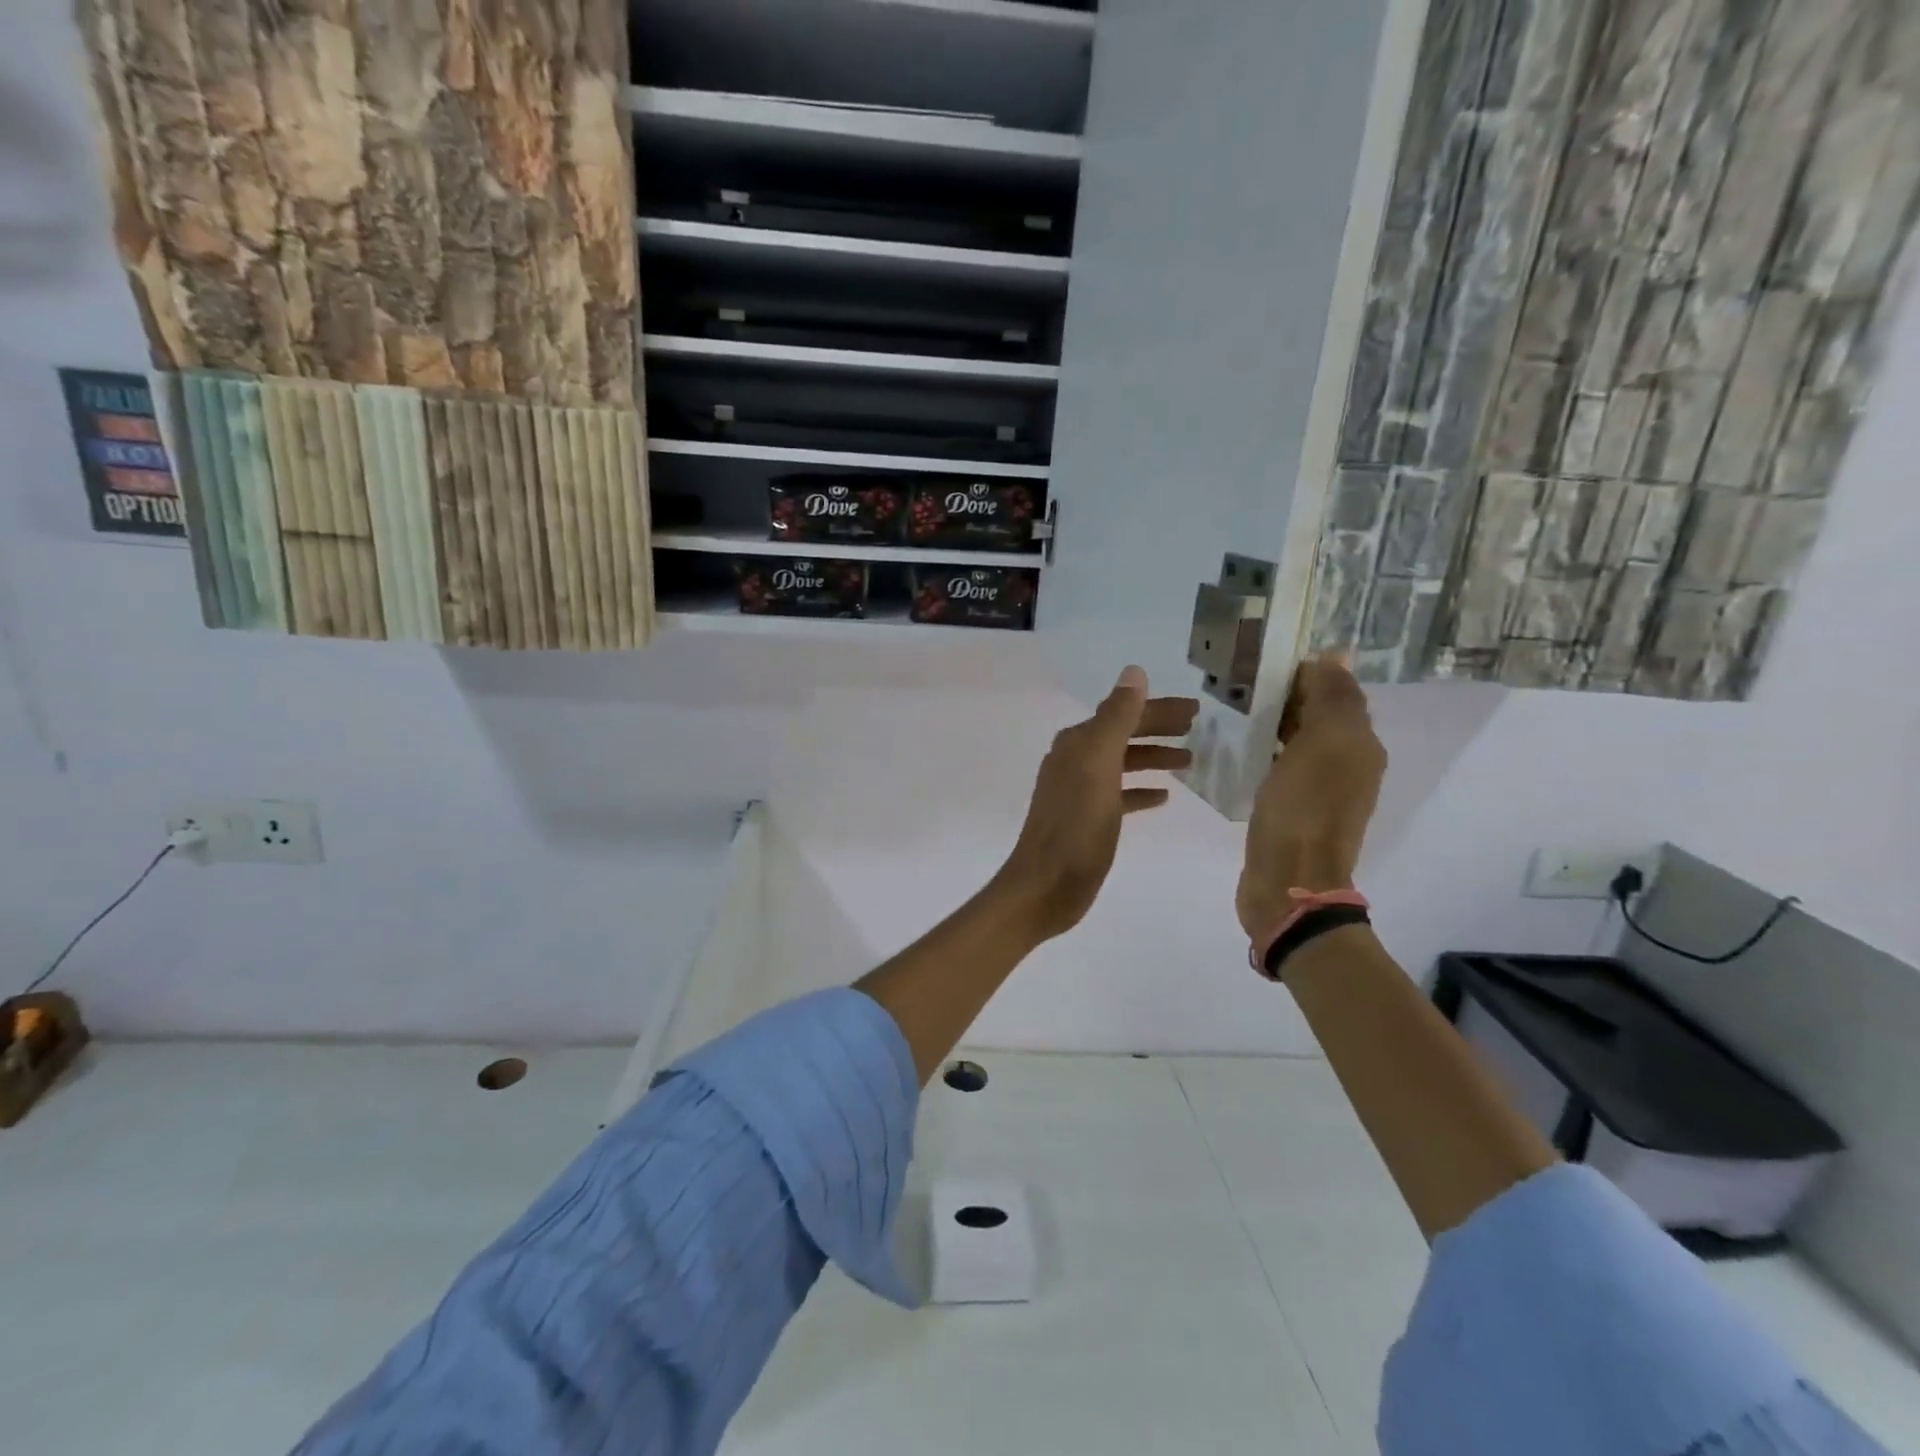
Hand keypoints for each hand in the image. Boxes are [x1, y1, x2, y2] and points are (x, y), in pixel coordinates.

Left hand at [993, 666, 1197, 941]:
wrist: (1046, 885)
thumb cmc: (1076, 825)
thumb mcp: (1099, 766)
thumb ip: (1116, 718)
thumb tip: (1133, 672)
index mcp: (1078, 744)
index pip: (1123, 713)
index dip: (1158, 709)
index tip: (1197, 710)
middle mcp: (1075, 760)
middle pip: (1123, 735)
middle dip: (1159, 728)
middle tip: (1199, 728)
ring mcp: (1080, 791)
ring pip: (1123, 763)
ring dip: (1154, 757)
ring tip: (1191, 760)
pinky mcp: (1087, 819)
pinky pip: (1120, 795)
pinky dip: (1141, 790)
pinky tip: (1164, 796)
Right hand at [1236, 654, 1387, 939]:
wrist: (1288, 882)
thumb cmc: (1303, 810)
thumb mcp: (1322, 744)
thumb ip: (1331, 698)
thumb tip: (1336, 655)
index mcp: (1360, 744)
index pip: (1336, 690)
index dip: (1304, 672)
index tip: (1261, 661)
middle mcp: (1348, 763)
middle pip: (1319, 714)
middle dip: (1287, 694)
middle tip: (1241, 681)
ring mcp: (1321, 789)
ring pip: (1299, 739)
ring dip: (1274, 721)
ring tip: (1234, 709)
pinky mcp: (1294, 809)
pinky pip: (1283, 765)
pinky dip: (1266, 751)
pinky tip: (1240, 749)